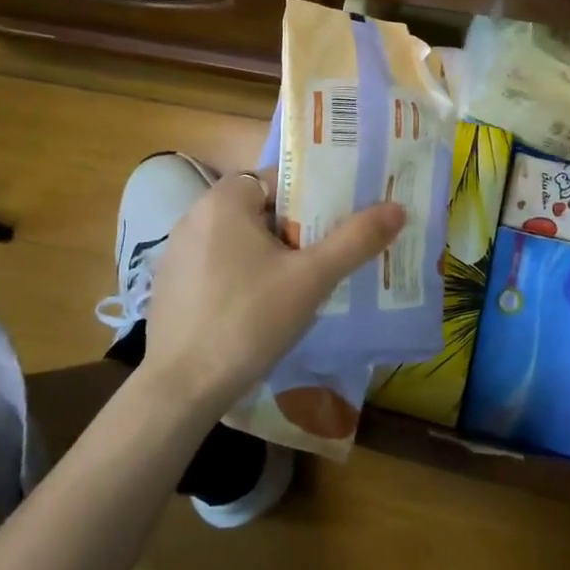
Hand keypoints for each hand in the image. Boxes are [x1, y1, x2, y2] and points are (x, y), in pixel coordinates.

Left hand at [140, 169, 404, 417]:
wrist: (179, 390)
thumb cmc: (247, 321)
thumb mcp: (310, 279)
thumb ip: (354, 240)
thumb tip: (397, 208)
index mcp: (225, 200)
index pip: (281, 179)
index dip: (316, 197)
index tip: (342, 222)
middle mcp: (196, 215)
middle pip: (263, 209)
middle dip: (299, 229)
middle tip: (330, 255)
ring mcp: (179, 251)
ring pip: (243, 240)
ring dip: (274, 254)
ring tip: (306, 283)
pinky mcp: (172, 284)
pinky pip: (221, 265)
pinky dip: (246, 275)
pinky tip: (263, 308)